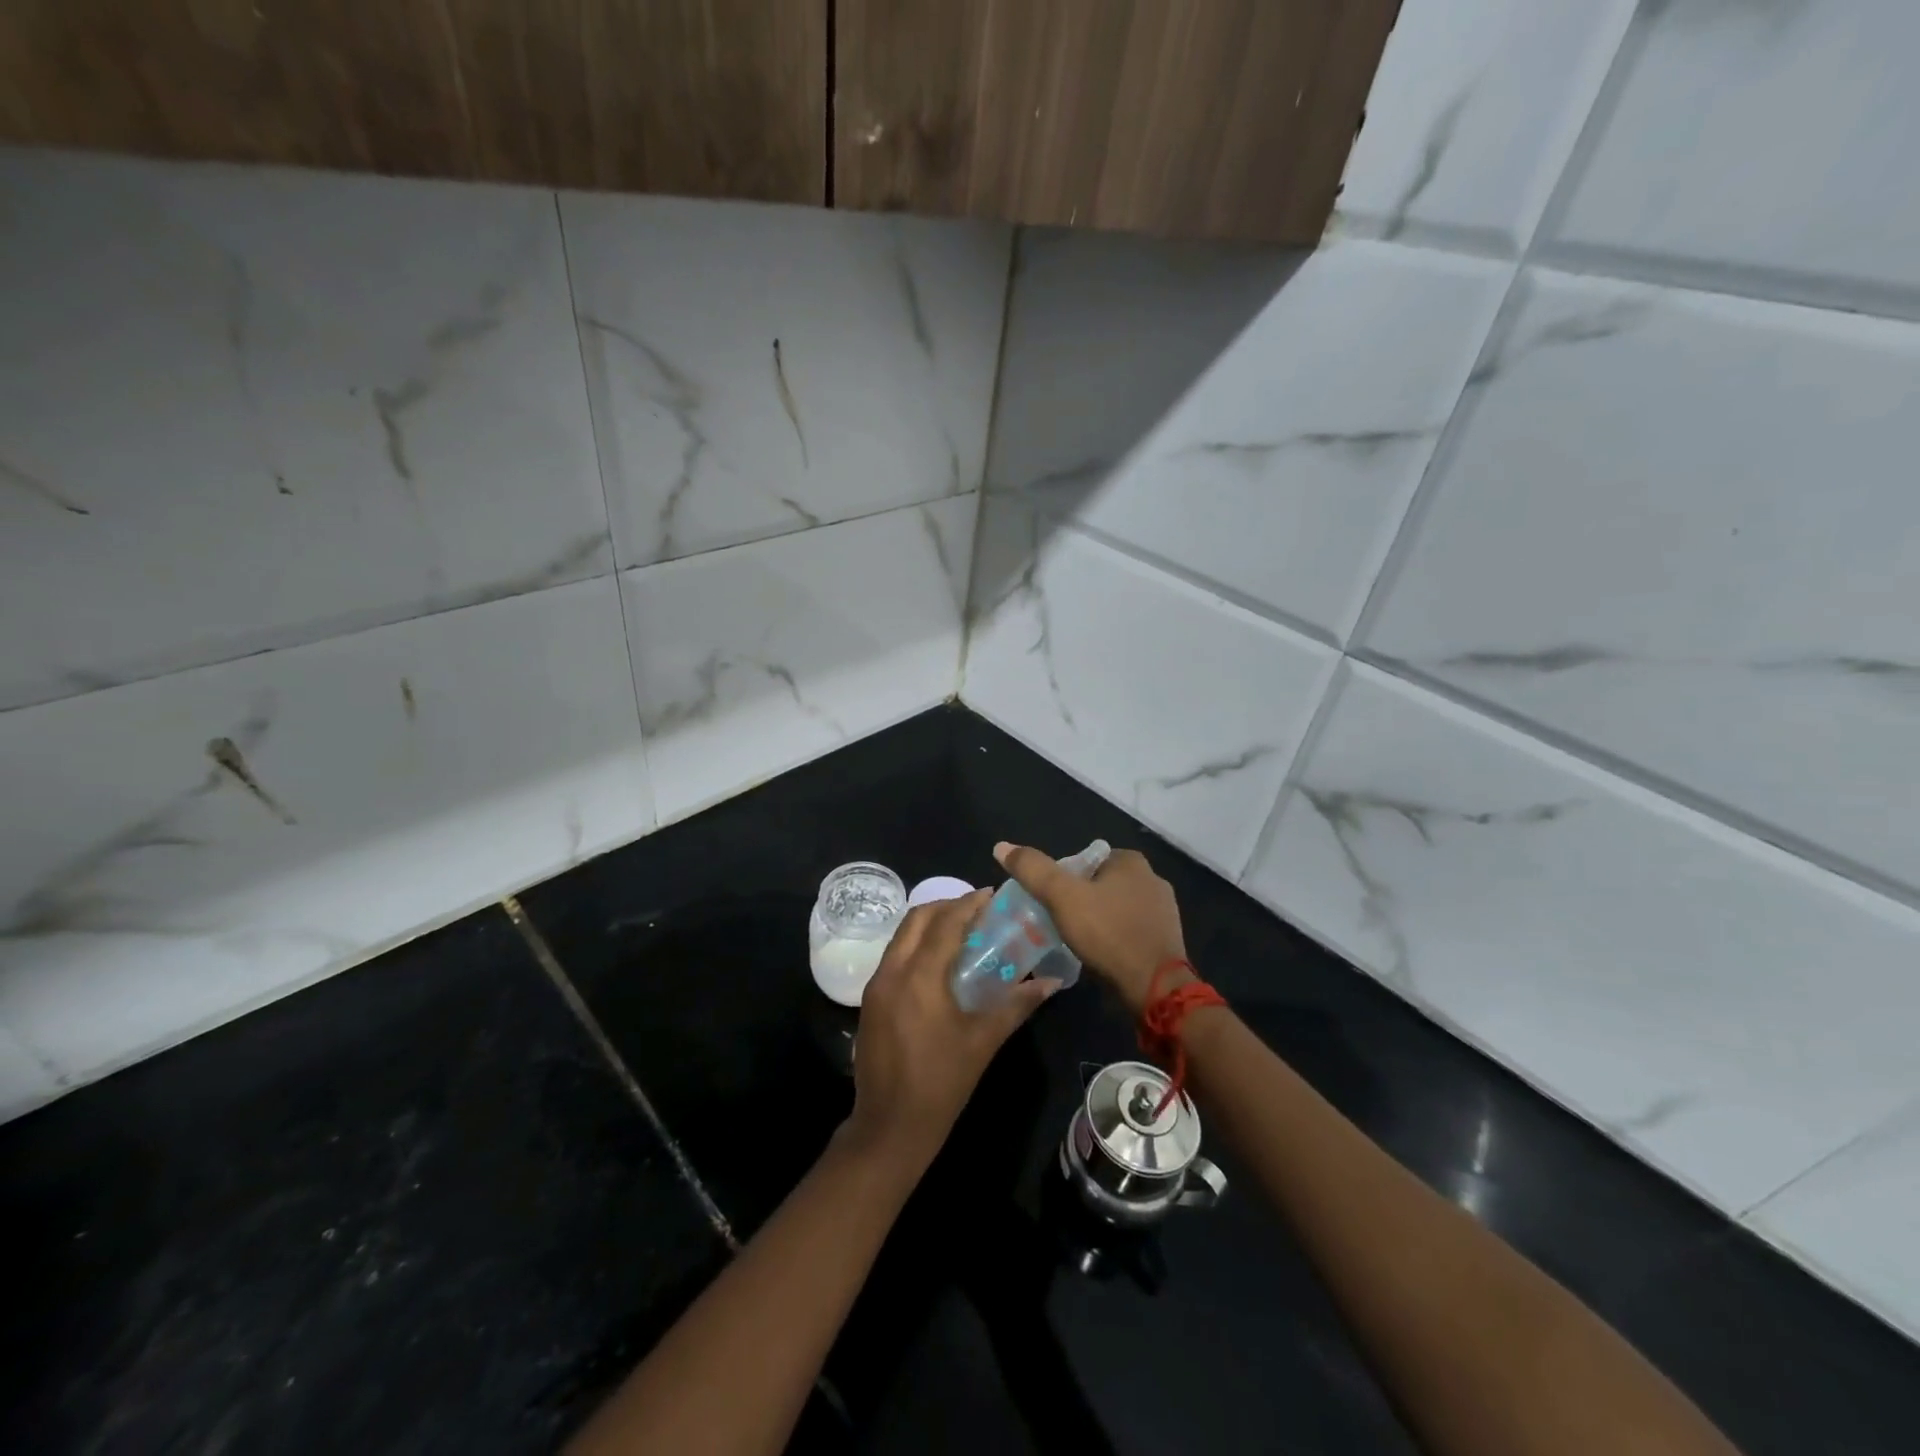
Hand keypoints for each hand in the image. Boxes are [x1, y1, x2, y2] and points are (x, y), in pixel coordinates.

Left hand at [843, 889, 1058, 1170]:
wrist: (888, 1127)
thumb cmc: (941, 1084)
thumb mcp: (983, 1042)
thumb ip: (1015, 1005)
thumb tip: (1051, 982)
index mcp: (919, 977)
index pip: (945, 923)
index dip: (969, 904)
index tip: (992, 895)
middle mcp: (892, 971)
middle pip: (917, 918)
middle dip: (947, 906)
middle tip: (978, 911)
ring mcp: (876, 985)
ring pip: (902, 935)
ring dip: (930, 924)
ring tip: (962, 931)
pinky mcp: (870, 999)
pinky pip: (895, 955)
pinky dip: (917, 944)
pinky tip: (940, 961)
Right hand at [993, 842, 1188, 1015]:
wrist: (1155, 988)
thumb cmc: (1108, 934)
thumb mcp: (1062, 897)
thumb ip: (1033, 870)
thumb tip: (1001, 846)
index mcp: (1131, 861)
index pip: (1086, 860)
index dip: (1065, 880)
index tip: (1052, 903)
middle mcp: (1153, 879)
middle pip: (1101, 884)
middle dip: (1082, 900)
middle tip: (1060, 923)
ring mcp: (1164, 910)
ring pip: (1117, 908)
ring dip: (1099, 921)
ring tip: (1078, 942)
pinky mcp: (1167, 939)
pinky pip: (1131, 930)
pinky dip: (1115, 938)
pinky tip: (1102, 955)